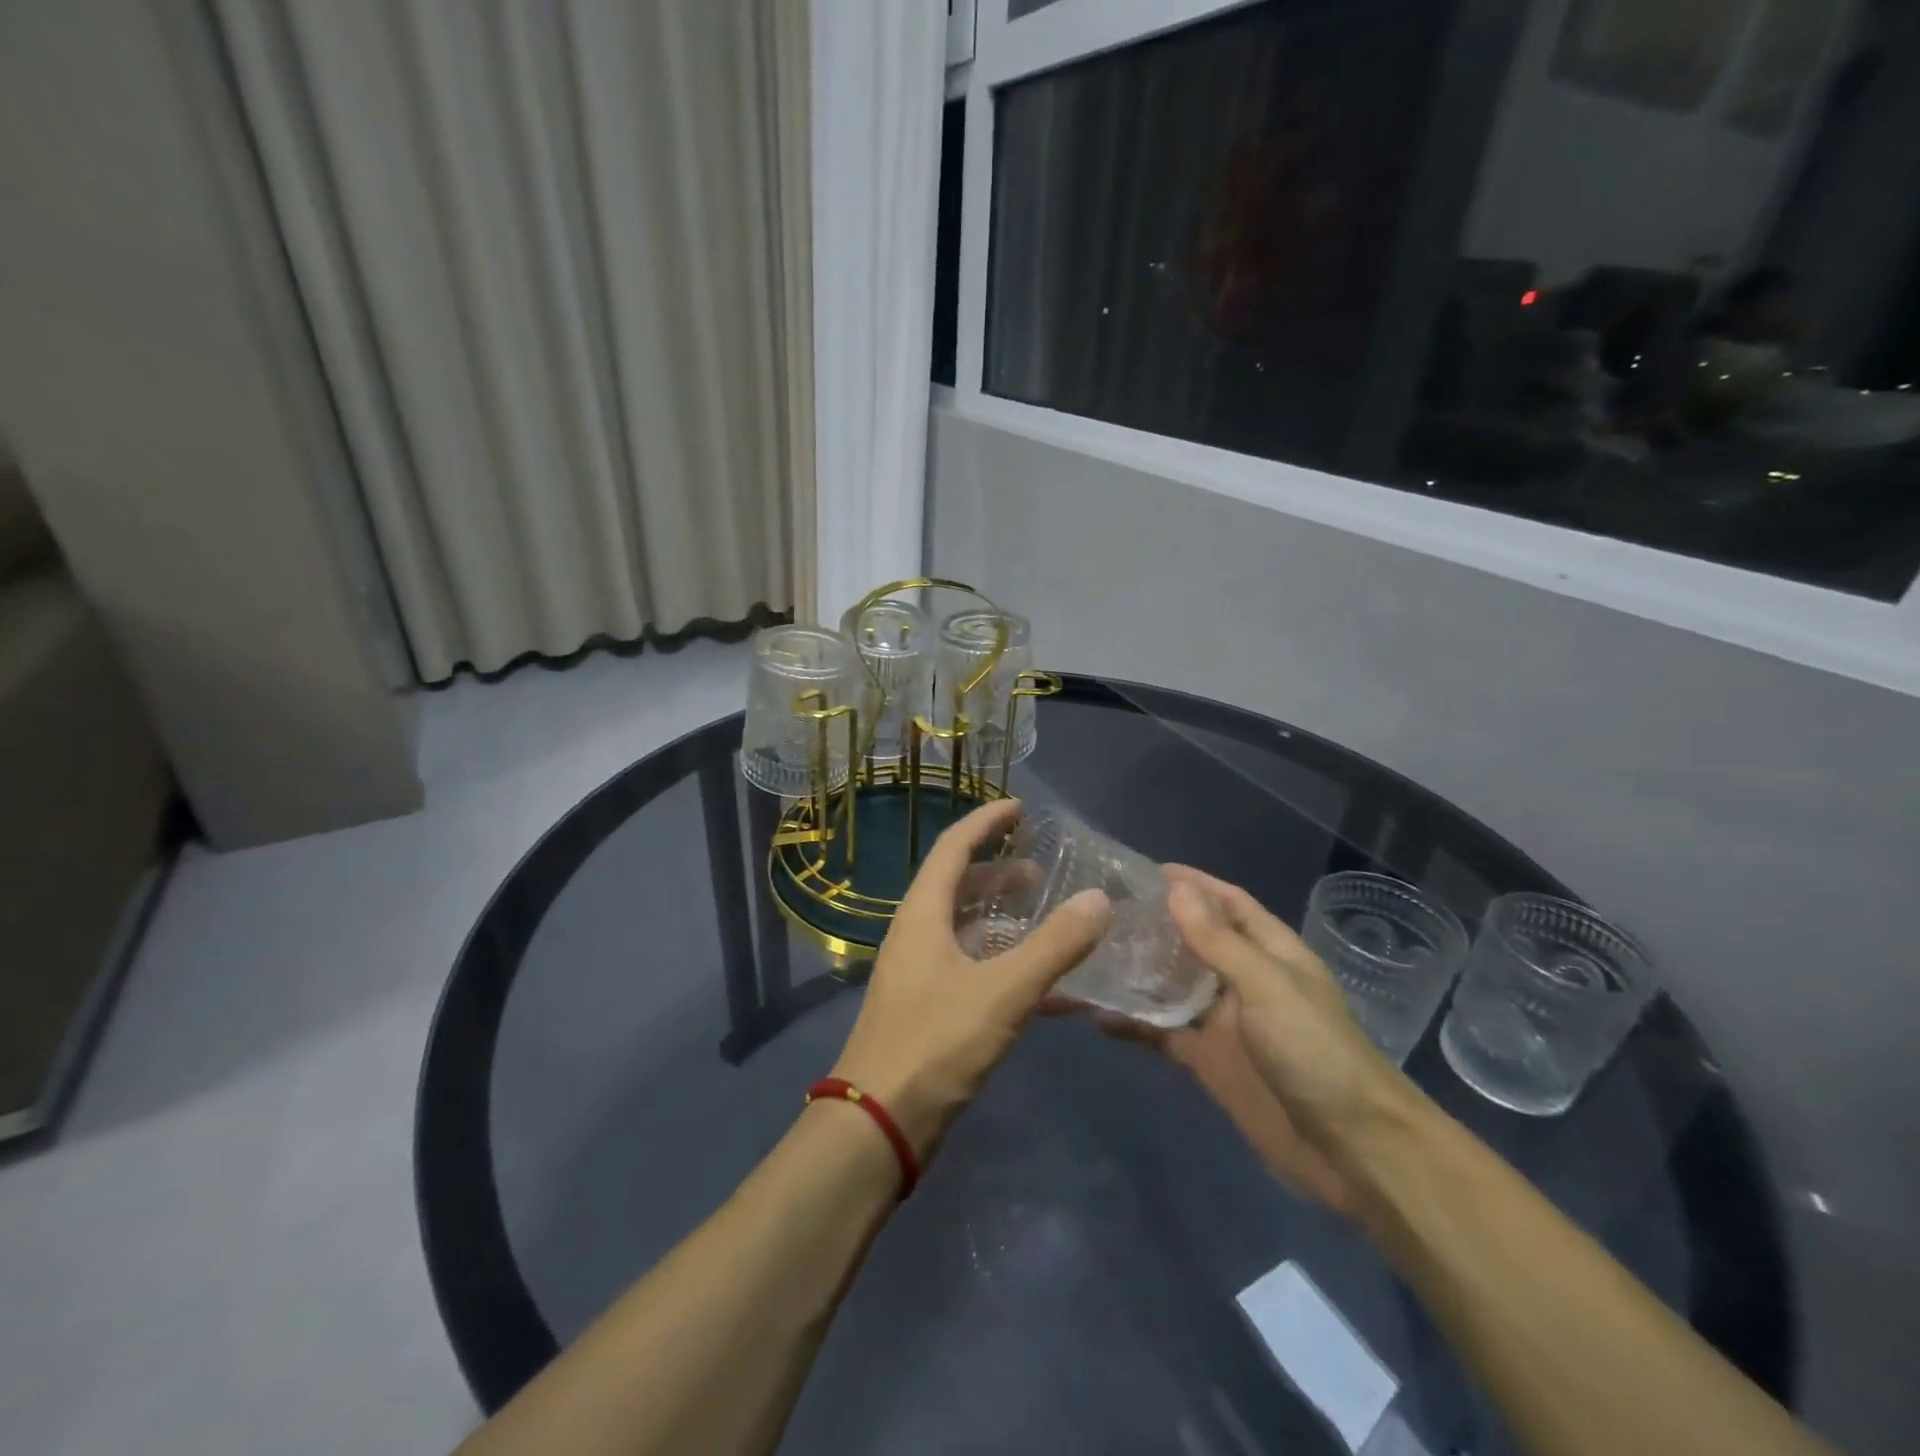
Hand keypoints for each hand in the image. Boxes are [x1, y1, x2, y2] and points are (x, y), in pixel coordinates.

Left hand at [831, 799, 1111, 1159]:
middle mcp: (917, 935)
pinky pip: (974, 970)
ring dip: (1004, 918)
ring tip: (1047, 916)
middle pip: (958, 886)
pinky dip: (1007, 966)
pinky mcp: (930, 1010)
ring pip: (967, 929)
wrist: (878, 1125)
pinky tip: (1049, 986)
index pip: (952, 848)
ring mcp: (921, 974)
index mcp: (922, 915)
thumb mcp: (1003, 991)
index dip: (985, 822)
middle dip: (998, 871)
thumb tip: (1100, 898)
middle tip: (1042, 868)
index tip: (1019, 807)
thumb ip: (1054, 945)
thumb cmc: (935, 1044)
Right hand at [1082, 865, 1425, 1215]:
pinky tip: (1096, 1016)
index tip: (1142, 870)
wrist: (1352, 1151)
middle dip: (1155, 923)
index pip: (1227, 902)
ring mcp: (1224, 1022)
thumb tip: (1175, 888)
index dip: (1192, 883)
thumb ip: (1219, 941)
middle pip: (1193, 940)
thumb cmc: (1316, 1053)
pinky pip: (1163, 1033)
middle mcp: (1243, 979)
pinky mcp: (1208, 1060)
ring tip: (1088, 952)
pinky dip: (1134, 1023)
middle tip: (1100, 909)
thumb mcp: (1267, 987)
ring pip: (1172, 985)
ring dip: (1138, 970)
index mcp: (1269, 952)